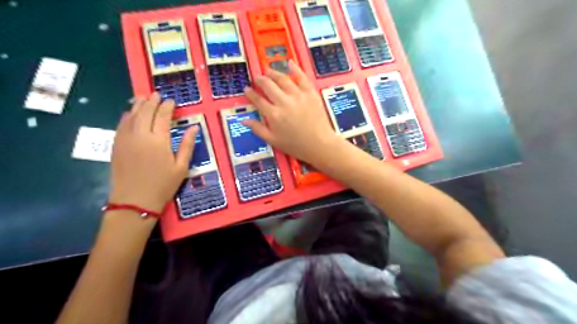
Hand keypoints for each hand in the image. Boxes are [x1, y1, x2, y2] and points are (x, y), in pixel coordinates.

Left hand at [109, 93, 196, 213]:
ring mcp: (126, 139)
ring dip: (138, 105)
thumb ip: (187, 145)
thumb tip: (194, 127)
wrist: (135, 201)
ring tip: (143, 97)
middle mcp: (141, 135)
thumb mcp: (181, 167)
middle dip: (152, 102)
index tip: (171, 101)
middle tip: (156, 94)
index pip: (163, 117)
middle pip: (145, 112)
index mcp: (159, 141)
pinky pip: (121, 125)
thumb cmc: (163, 185)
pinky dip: (126, 116)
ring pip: (131, 116)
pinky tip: (129, 113)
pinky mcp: (117, 145)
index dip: (167, 107)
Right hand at [243, 61, 341, 164]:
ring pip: (282, 79)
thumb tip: (243, 120)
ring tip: (268, 70)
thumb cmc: (296, 145)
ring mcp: (298, 95)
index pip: (258, 100)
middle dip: (260, 80)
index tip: (247, 89)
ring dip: (273, 73)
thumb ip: (258, 129)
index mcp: (273, 115)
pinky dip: (295, 69)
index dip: (250, 93)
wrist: (320, 144)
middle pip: (268, 85)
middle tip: (257, 77)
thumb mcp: (273, 141)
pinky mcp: (310, 93)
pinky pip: (301, 77)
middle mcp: (284, 102)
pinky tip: (289, 63)